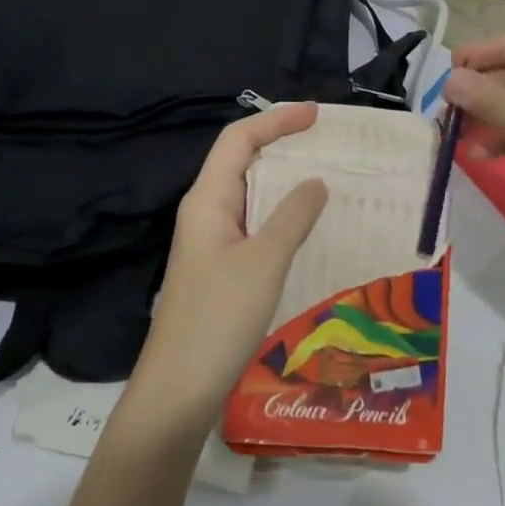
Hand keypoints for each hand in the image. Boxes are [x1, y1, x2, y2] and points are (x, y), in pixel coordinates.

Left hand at [126, 104, 329, 439]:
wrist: (178, 391)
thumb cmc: (218, 319)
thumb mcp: (263, 263)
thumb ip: (292, 217)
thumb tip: (316, 181)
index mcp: (207, 199)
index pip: (238, 139)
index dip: (276, 121)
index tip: (317, 115)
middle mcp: (205, 211)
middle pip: (241, 160)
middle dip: (281, 143)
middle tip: (327, 142)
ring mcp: (210, 241)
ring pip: (249, 193)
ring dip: (283, 179)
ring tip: (326, 175)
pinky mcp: (219, 268)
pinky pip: (253, 223)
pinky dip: (280, 213)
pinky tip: (306, 225)